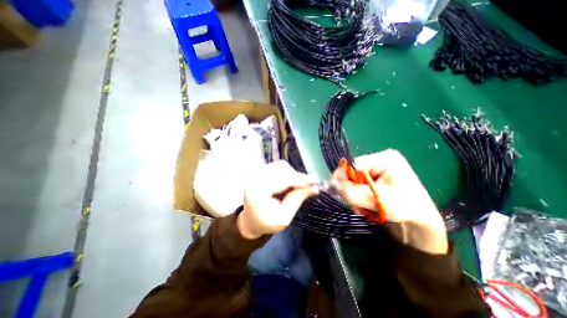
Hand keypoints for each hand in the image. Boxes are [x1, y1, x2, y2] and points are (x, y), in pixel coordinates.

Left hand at [238, 161, 320, 238]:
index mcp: (258, 193)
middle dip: (297, 177)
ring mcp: (256, 173)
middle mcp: (255, 178)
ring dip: (292, 174)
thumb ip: (297, 200)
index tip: (315, 181)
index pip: (282, 180)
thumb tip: (314, 187)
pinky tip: (288, 183)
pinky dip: (287, 172)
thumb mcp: (284, 218)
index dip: (300, 179)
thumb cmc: (267, 223)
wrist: (251, 220)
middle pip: (282, 169)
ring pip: (281, 166)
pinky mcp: (259, 171)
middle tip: (308, 186)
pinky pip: (277, 166)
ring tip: (295, 187)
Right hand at [334, 148, 447, 253]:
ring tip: (365, 204)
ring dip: (354, 192)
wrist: (420, 219)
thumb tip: (332, 184)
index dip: (343, 177)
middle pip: (353, 171)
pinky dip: (358, 193)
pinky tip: (366, 200)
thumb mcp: (377, 200)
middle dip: (351, 188)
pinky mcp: (375, 175)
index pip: (353, 164)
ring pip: (353, 178)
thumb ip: (352, 192)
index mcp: (384, 158)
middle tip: (357, 203)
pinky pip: (358, 182)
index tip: (336, 191)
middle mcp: (379, 158)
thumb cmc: (405, 207)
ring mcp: (377, 166)